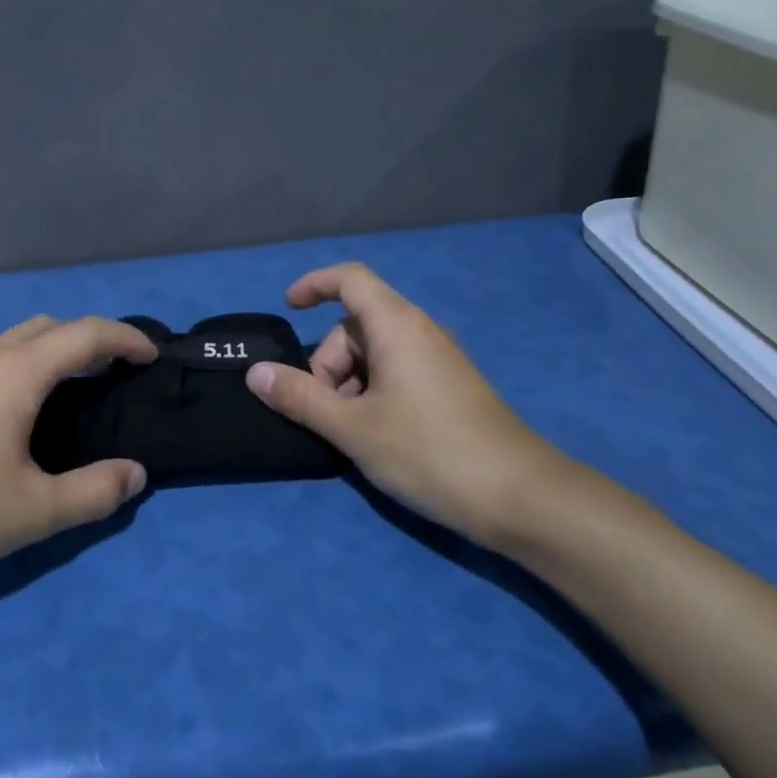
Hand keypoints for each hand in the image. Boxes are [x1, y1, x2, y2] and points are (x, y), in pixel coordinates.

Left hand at [0, 316, 156, 597]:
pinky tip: (21, 416)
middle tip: (116, 375)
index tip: (153, 356)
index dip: (126, 338)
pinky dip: (25, 368)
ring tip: (75, 393)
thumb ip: (94, 492)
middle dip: (90, 340)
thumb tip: (135, 474)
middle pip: (49, 327)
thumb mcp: (33, 511)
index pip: (85, 333)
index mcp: (15, 373)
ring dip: (54, 353)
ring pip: (15, 342)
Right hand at [245, 263, 582, 549]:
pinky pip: (395, 374)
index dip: (314, 284)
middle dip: (327, 363)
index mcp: (397, 326)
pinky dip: (372, 394)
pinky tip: (374, 436)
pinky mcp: (448, 389)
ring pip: (374, 354)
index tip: (288, 308)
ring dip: (347, 384)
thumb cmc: (429, 452)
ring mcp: (437, 361)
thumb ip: (300, 397)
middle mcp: (419, 332)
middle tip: (322, 412)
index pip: (350, 279)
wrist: (521, 498)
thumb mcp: (352, 427)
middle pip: (354, 326)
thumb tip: (256, 373)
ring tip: (348, 433)